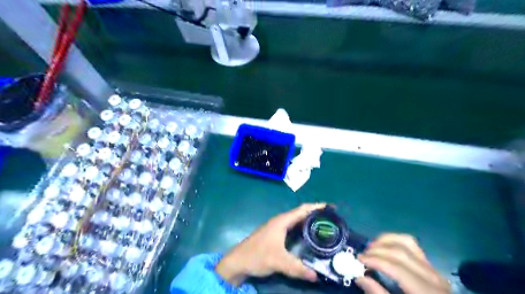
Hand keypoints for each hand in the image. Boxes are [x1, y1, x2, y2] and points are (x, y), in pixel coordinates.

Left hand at [214, 204, 323, 285]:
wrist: (238, 261)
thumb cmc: (257, 255)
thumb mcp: (278, 262)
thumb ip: (297, 268)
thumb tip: (317, 276)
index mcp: (282, 221)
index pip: (302, 210)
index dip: (317, 207)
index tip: (331, 207)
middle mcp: (281, 221)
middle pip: (301, 213)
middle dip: (316, 213)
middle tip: (332, 219)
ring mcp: (277, 228)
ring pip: (297, 221)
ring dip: (309, 221)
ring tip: (324, 226)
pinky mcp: (275, 235)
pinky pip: (293, 228)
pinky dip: (302, 229)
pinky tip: (309, 236)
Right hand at [357, 234, 450, 293]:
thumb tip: (360, 277)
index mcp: (427, 292)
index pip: (396, 268)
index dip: (375, 261)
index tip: (358, 259)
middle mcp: (433, 276)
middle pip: (400, 252)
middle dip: (377, 250)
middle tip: (361, 255)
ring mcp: (434, 268)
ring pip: (407, 242)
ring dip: (385, 241)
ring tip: (370, 247)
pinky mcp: (431, 265)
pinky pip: (412, 245)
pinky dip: (395, 241)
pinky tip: (384, 246)